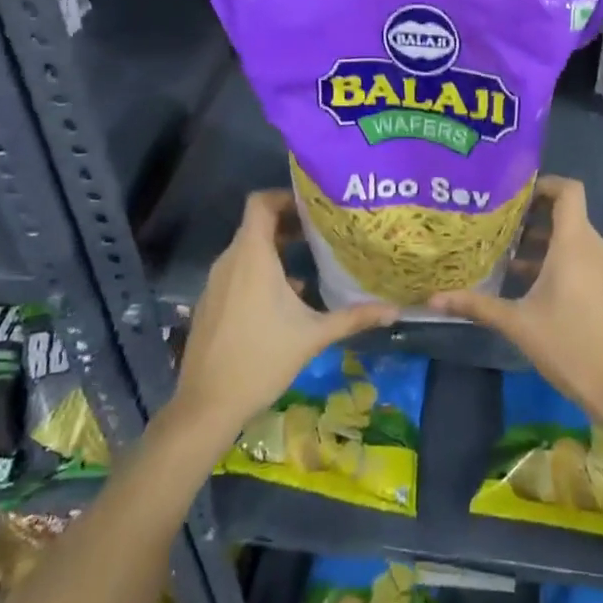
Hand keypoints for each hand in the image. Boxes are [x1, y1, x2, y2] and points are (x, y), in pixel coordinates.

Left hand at [173, 190, 398, 442]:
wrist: (207, 405)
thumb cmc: (262, 360)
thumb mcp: (313, 336)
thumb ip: (354, 317)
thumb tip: (395, 310)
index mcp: (252, 256)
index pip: (260, 203)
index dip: (285, 196)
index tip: (314, 207)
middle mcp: (230, 261)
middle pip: (257, 225)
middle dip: (288, 224)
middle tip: (322, 232)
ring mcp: (216, 282)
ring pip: (247, 250)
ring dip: (276, 249)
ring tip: (309, 261)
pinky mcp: (211, 302)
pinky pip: (237, 271)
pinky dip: (260, 271)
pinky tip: (286, 298)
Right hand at [430, 176, 602, 464]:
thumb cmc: (571, 346)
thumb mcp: (518, 324)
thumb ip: (476, 306)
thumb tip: (432, 300)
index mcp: (575, 243)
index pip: (568, 190)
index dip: (542, 183)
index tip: (510, 193)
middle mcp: (593, 247)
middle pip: (565, 213)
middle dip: (530, 214)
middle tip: (494, 221)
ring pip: (571, 238)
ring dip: (539, 240)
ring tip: (502, 251)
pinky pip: (579, 258)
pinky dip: (554, 259)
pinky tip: (524, 282)